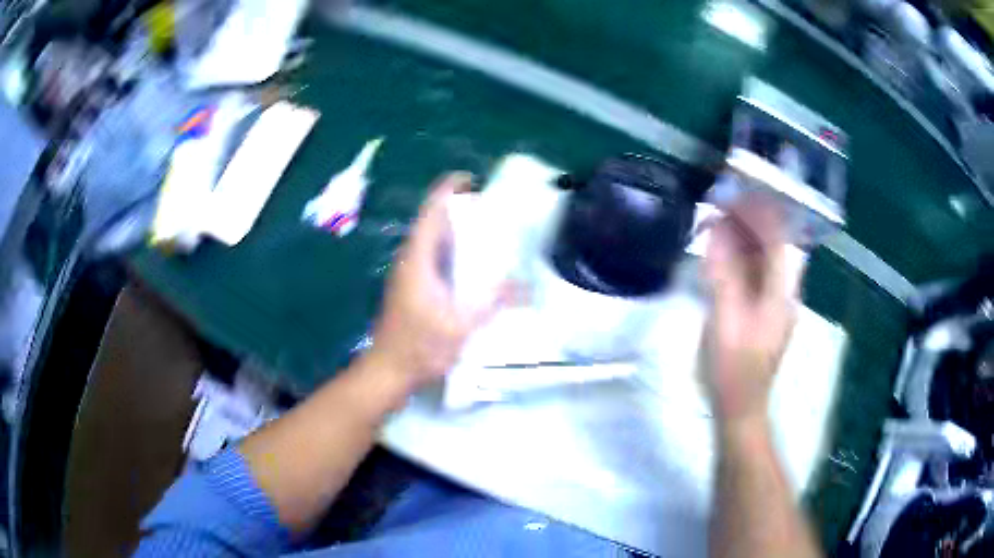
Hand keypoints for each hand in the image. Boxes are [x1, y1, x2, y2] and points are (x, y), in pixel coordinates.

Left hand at [362, 172, 511, 395]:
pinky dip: (451, 251)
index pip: (431, 212)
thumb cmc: (420, 347)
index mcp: (418, 259)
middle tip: (493, 209)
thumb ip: (493, 302)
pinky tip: (472, 266)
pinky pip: (432, 257)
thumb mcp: (462, 326)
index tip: (472, 181)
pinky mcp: (410, 287)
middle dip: (459, 209)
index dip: (448, 190)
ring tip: (488, 232)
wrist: (388, 370)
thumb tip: (525, 284)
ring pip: (431, 240)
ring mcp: (407, 273)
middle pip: (432, 222)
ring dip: (455, 231)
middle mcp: (409, 259)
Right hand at [704, 198, 797, 423]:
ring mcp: (773, 303)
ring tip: (716, 222)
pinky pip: (753, 276)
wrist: (739, 408)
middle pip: (771, 246)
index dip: (759, 213)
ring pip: (762, 260)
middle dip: (748, 222)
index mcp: (781, 293)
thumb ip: (724, 275)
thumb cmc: (733, 370)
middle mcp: (782, 292)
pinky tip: (720, 254)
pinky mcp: (761, 312)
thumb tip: (717, 232)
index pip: (777, 240)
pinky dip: (737, 259)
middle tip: (719, 205)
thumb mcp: (726, 322)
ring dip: (741, 238)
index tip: (734, 194)